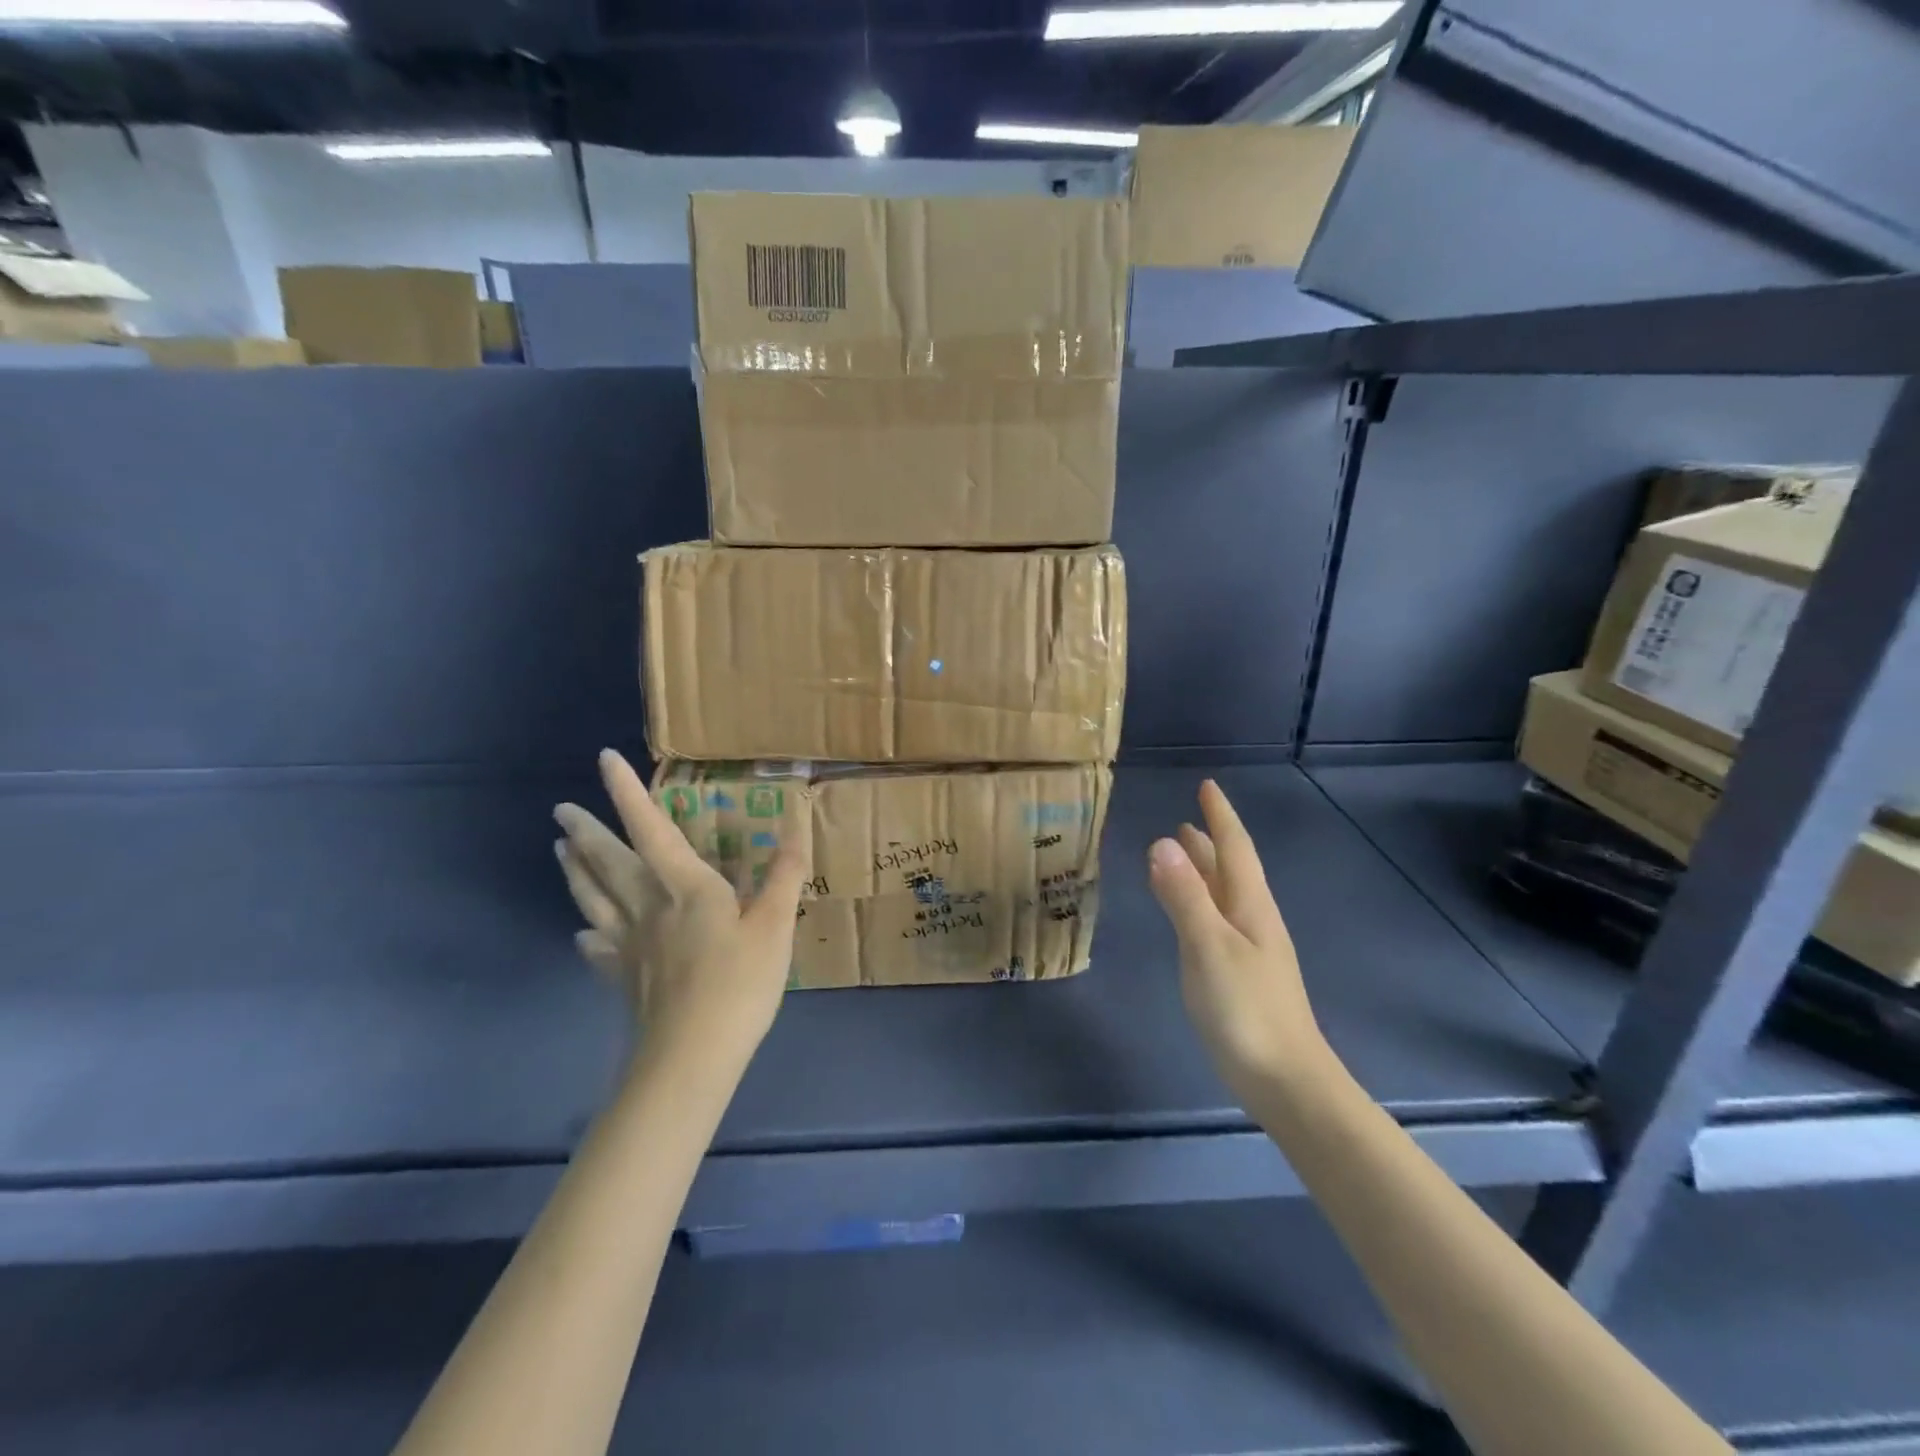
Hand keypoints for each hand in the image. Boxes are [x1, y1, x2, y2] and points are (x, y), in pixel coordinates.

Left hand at [553, 750, 809, 1069]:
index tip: (604, 759)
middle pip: (607, 862)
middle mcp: (647, 907)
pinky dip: (587, 934)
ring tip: (559, 850)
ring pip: (593, 898)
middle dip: (584, 832)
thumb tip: (795, 827)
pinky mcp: (622, 978)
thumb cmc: (738, 985)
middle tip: (560, 810)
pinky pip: (597, 949)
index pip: (650, 829)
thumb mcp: (776, 926)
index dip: (627, 793)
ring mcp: (628, 945)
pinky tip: (581, 933)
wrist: (690, 1057)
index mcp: (685, 887)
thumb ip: (784, 876)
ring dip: (575, 871)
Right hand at [1147, 780, 1327, 1101]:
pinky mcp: (1241, 976)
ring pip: (1225, 896)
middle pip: (1232, 870)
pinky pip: (1217, 921)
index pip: (1235, 849)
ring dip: (1205, 871)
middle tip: (1188, 820)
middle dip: (1211, 842)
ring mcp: (1250, 950)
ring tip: (1183, 855)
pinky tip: (1192, 915)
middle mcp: (1254, 921)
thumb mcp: (1208, 947)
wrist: (1286, 1082)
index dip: (1220, 817)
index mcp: (1250, 907)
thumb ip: (1184, 896)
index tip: (1206, 787)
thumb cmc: (1246, 1009)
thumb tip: (1162, 841)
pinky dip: (1200, 902)